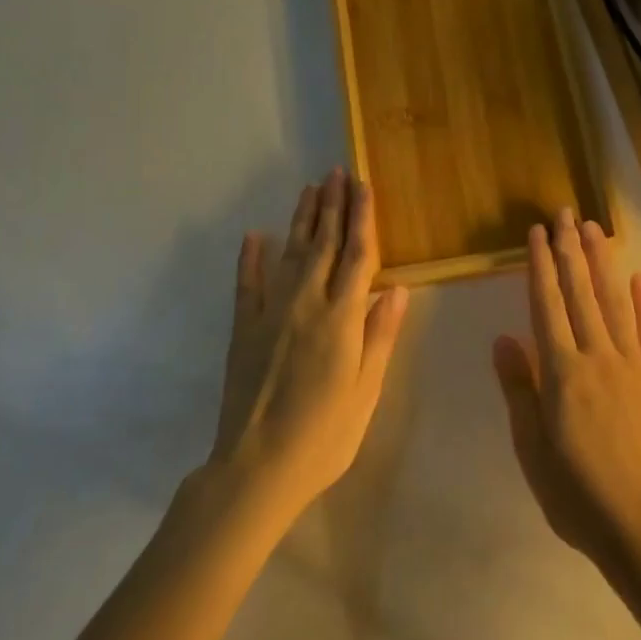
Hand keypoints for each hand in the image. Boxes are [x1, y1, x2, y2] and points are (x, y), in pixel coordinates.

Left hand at [210, 170, 410, 522]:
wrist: (257, 467)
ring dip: (302, 219)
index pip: (358, 254)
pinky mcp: (243, 329)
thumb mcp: (366, 389)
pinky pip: (247, 284)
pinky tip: (255, 235)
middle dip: (332, 205)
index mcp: (342, 317)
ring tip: (309, 189)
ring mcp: (270, 312)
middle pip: (324, 243)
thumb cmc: (324, 434)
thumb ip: (380, 334)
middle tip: (336, 172)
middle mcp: (307, 303)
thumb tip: (397, 287)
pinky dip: (251, 257)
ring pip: (291, 253)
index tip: (363, 186)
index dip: (362, 217)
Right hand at [492, 209, 640, 571]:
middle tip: (566, 212)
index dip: (540, 265)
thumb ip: (519, 388)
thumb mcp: (532, 448)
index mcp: (562, 372)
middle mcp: (597, 356)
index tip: (537, 233)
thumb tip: (503, 338)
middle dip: (570, 250)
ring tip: (594, 229)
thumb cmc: (577, 494)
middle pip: (580, 293)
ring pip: (615, 303)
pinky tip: (640, 278)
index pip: (546, 304)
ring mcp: (633, 366)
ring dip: (603, 263)